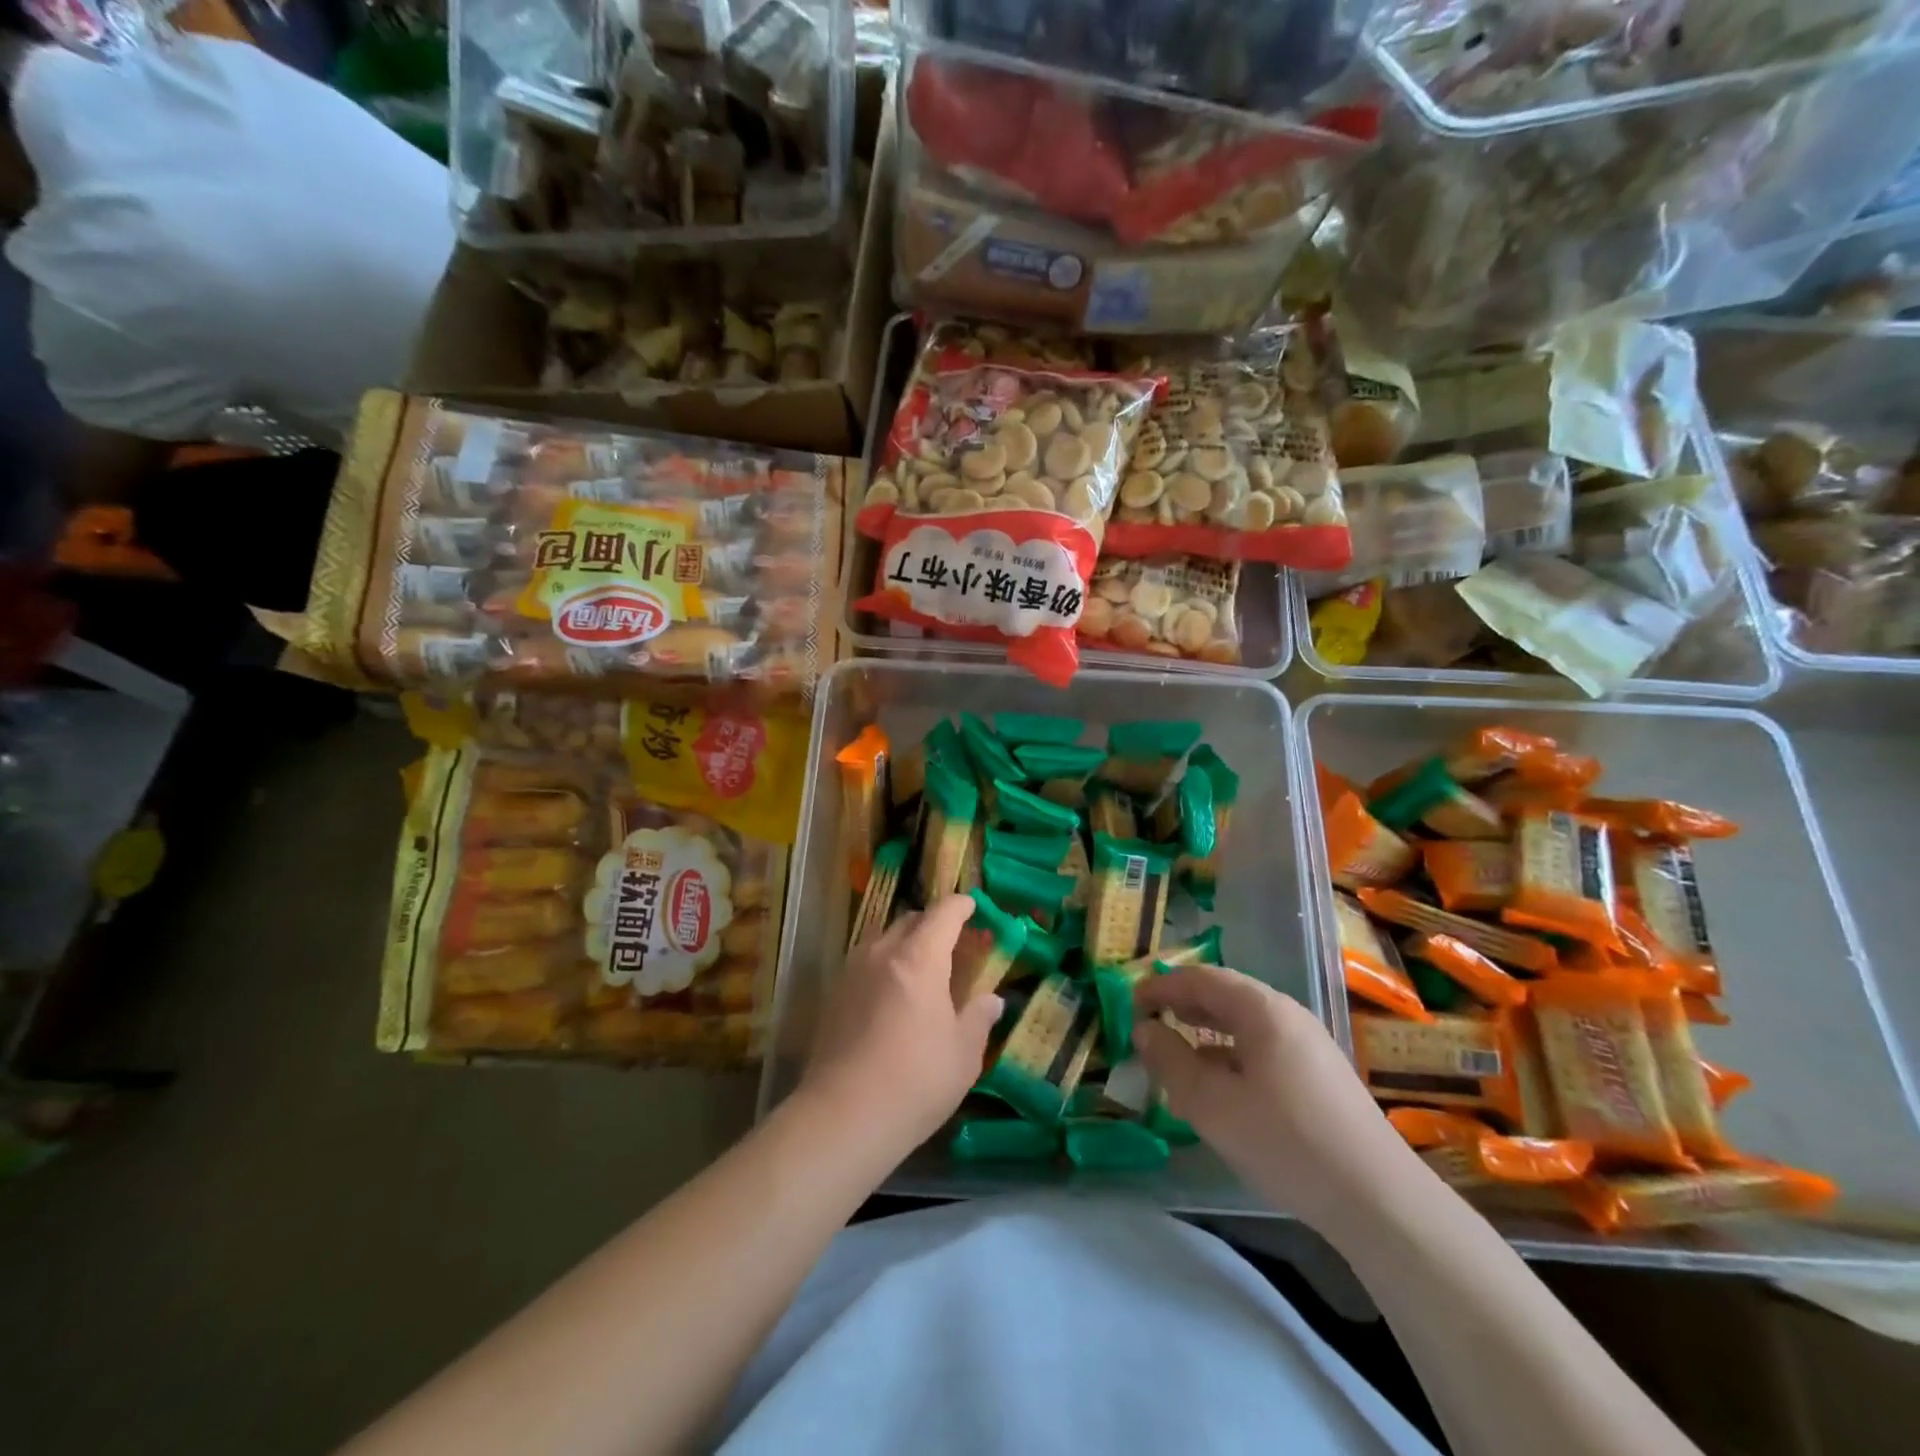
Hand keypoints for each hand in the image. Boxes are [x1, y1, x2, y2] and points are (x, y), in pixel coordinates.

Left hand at [798, 894, 1002, 1154]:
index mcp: (919, 958)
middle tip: (952, 941)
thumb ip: (979, 1018)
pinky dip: (884, 966)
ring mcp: (852, 973)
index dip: (960, 906)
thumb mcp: (963, 1054)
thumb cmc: (916, 1081)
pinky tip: (893, 996)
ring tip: (922, 967)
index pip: (942, 914)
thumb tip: (992, 1000)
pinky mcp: (833, 997)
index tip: (973, 905)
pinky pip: (865, 964)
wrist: (843, 1117)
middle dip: (933, 923)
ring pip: (882, 940)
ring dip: (905, 943)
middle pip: (909, 920)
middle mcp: (881, 954)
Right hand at [1133, 966, 1413, 1227]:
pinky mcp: (1320, 1077)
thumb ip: (1170, 1061)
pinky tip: (1219, 1085)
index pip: (1201, 979)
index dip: (1162, 985)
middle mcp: (1287, 1015)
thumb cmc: (1286, 1141)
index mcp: (1262, 1009)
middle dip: (1183, 1005)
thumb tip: (1144, 1030)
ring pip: (1244, 1024)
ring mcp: (1309, 1045)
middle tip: (1148, 1021)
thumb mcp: (1211, 1104)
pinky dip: (1229, 1053)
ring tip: (1176, 1052)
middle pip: (1225, 995)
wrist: (1380, 1201)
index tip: (1130, 1001)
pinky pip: (1262, 1048)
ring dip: (1205, 1031)